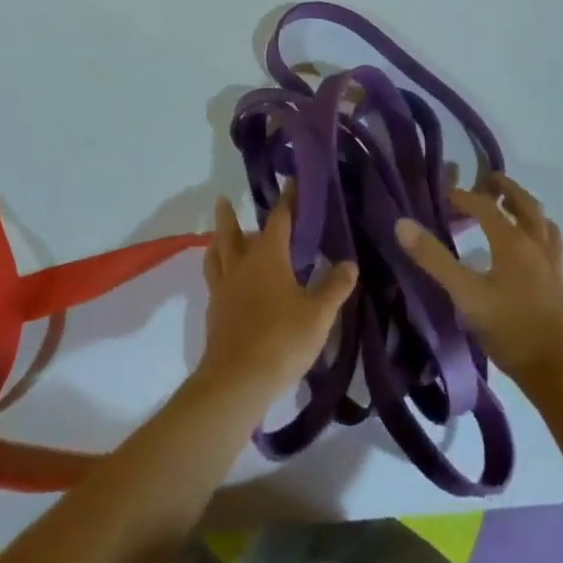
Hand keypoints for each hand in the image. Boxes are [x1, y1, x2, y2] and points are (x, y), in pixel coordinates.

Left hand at [197, 187, 357, 408]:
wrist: (237, 380)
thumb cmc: (281, 340)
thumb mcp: (318, 314)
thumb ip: (334, 287)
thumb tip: (349, 263)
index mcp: (268, 256)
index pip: (279, 218)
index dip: (287, 199)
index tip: (290, 182)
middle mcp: (242, 264)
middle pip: (232, 231)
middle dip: (230, 214)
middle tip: (225, 199)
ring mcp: (224, 287)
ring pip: (216, 253)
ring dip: (218, 239)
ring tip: (218, 234)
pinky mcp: (215, 310)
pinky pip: (213, 278)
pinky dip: (217, 268)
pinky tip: (224, 279)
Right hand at [395, 174, 562, 390]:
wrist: (562, 375)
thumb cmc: (511, 331)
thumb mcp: (465, 296)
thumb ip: (434, 259)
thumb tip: (402, 224)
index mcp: (513, 241)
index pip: (485, 205)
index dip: (462, 196)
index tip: (442, 196)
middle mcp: (536, 244)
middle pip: (524, 203)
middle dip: (504, 188)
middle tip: (486, 181)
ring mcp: (552, 264)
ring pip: (542, 221)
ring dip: (524, 207)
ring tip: (508, 207)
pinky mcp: (560, 284)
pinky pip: (550, 242)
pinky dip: (537, 230)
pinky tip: (526, 248)